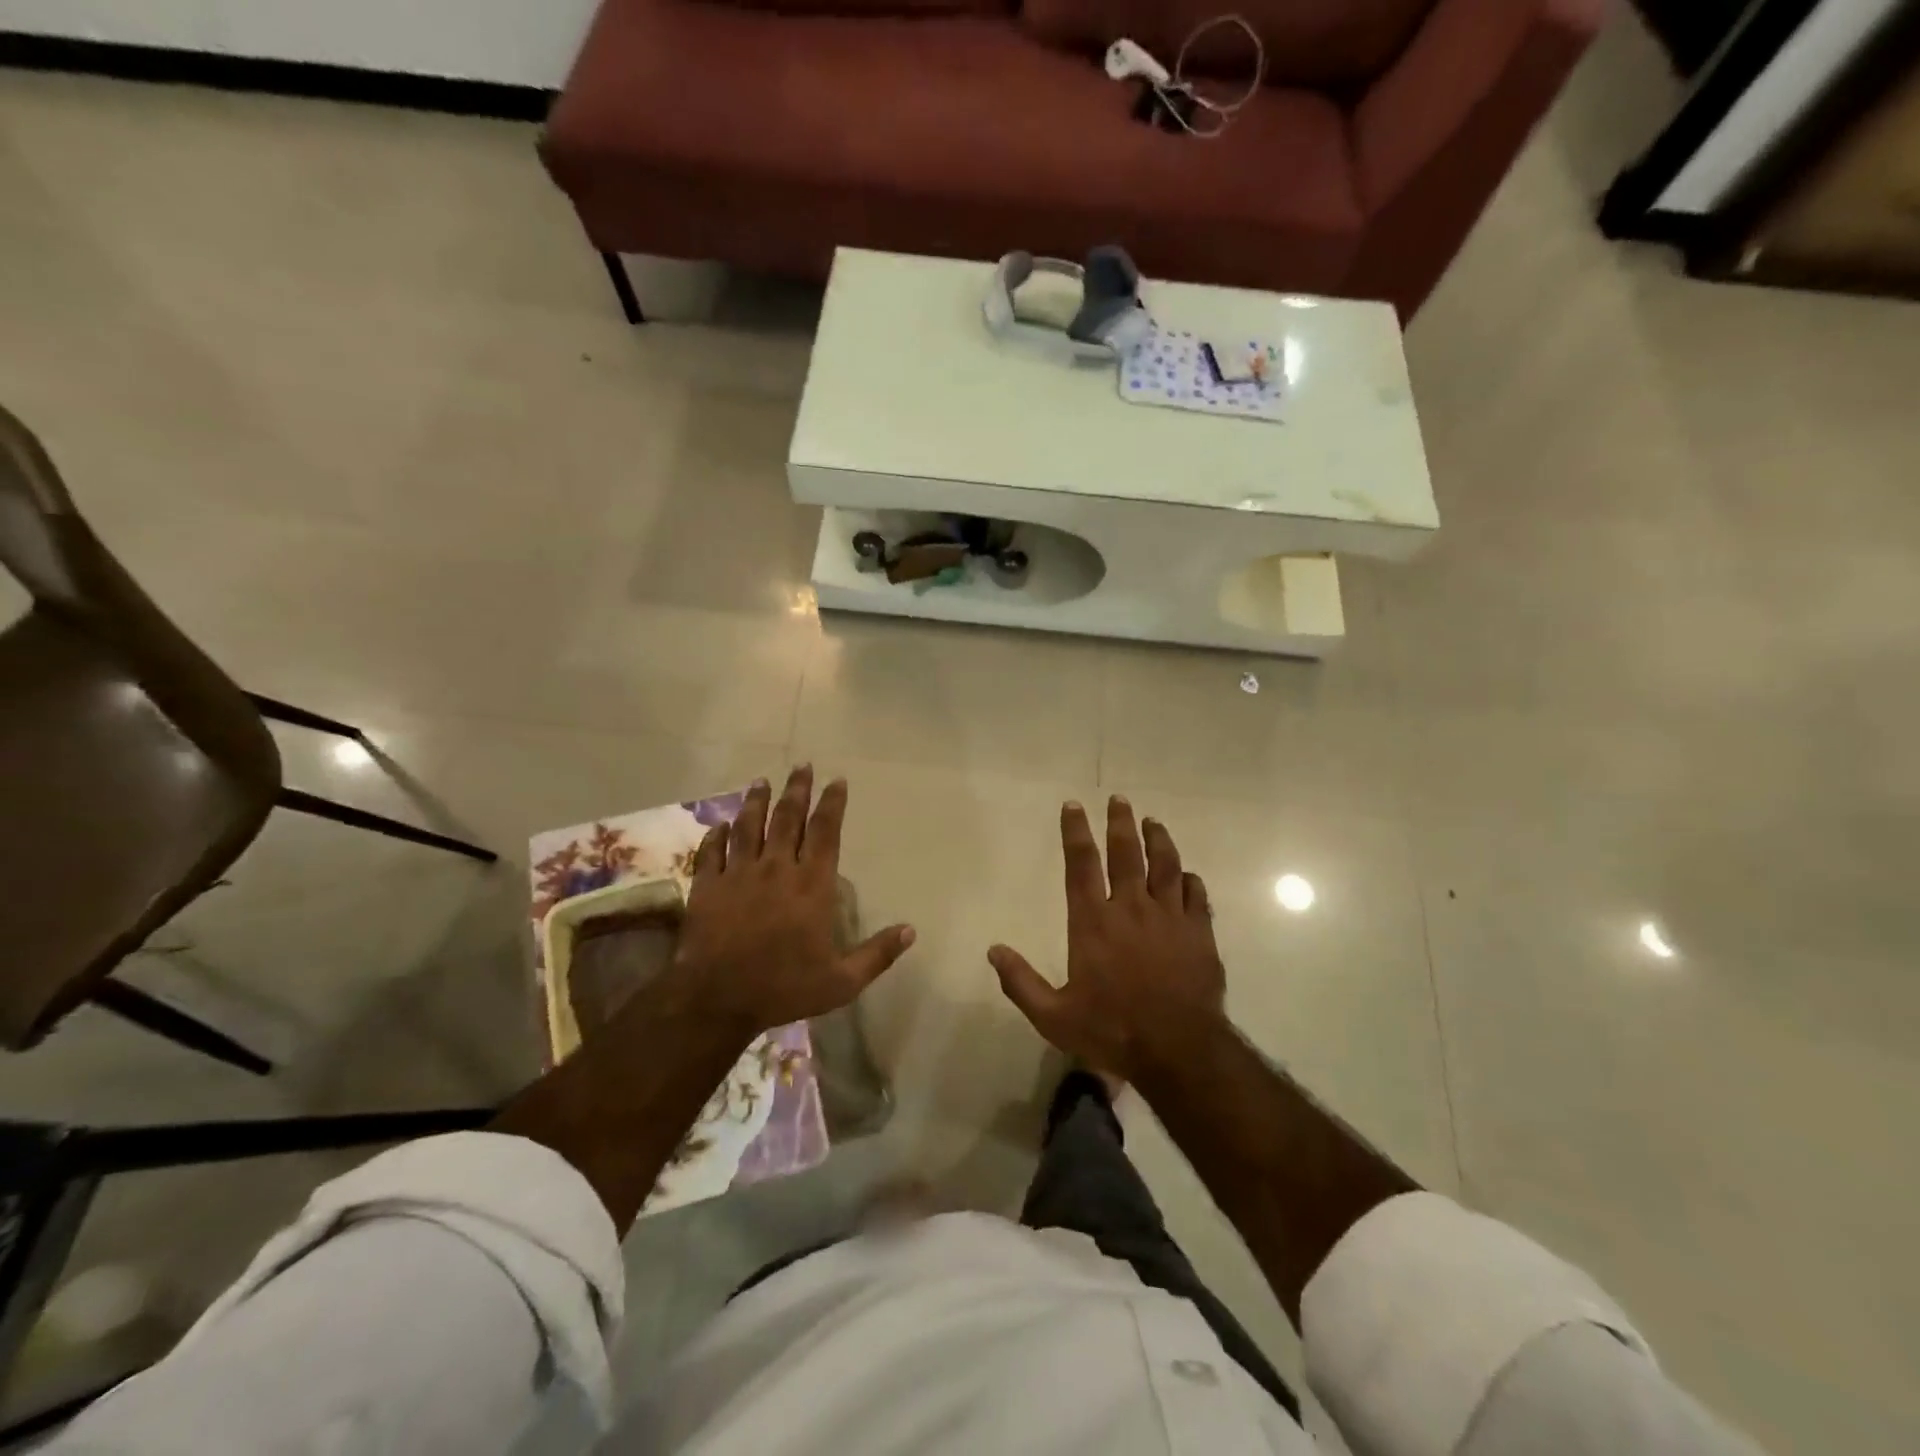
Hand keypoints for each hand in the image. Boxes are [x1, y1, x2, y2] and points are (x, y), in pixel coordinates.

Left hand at [671, 766, 914, 1035]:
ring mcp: (738, 874)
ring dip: (756, 802)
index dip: (832, 803)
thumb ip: (877, 954)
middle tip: (802, 766)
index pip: (825, 831)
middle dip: (797, 790)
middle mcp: (776, 868)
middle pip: (787, 818)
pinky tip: (721, 825)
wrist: (717, 999)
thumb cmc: (784, 988)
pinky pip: (711, 851)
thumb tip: (911, 931)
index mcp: (811, 884)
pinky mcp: (707, 886)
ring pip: (748, 826)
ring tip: (761, 782)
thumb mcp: (842, 981)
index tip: (837, 780)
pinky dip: (716, 835)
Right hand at [990, 797, 1226, 1083]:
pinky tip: (1187, 874)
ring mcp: (1170, 918)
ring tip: (1152, 822)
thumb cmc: (1112, 1030)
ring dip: (1158, 840)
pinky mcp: (1199, 934)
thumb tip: (993, 951)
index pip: (1081, 865)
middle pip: (1127, 853)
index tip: (1073, 806)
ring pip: (1166, 865)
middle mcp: (1131, 909)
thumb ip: (1021, 982)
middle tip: (1119, 799)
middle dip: (1120, 823)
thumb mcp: (1053, 1017)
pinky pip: (1196, 895)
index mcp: (1093, 922)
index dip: (1075, 832)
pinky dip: (1189, 879)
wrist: (1179, 1051)